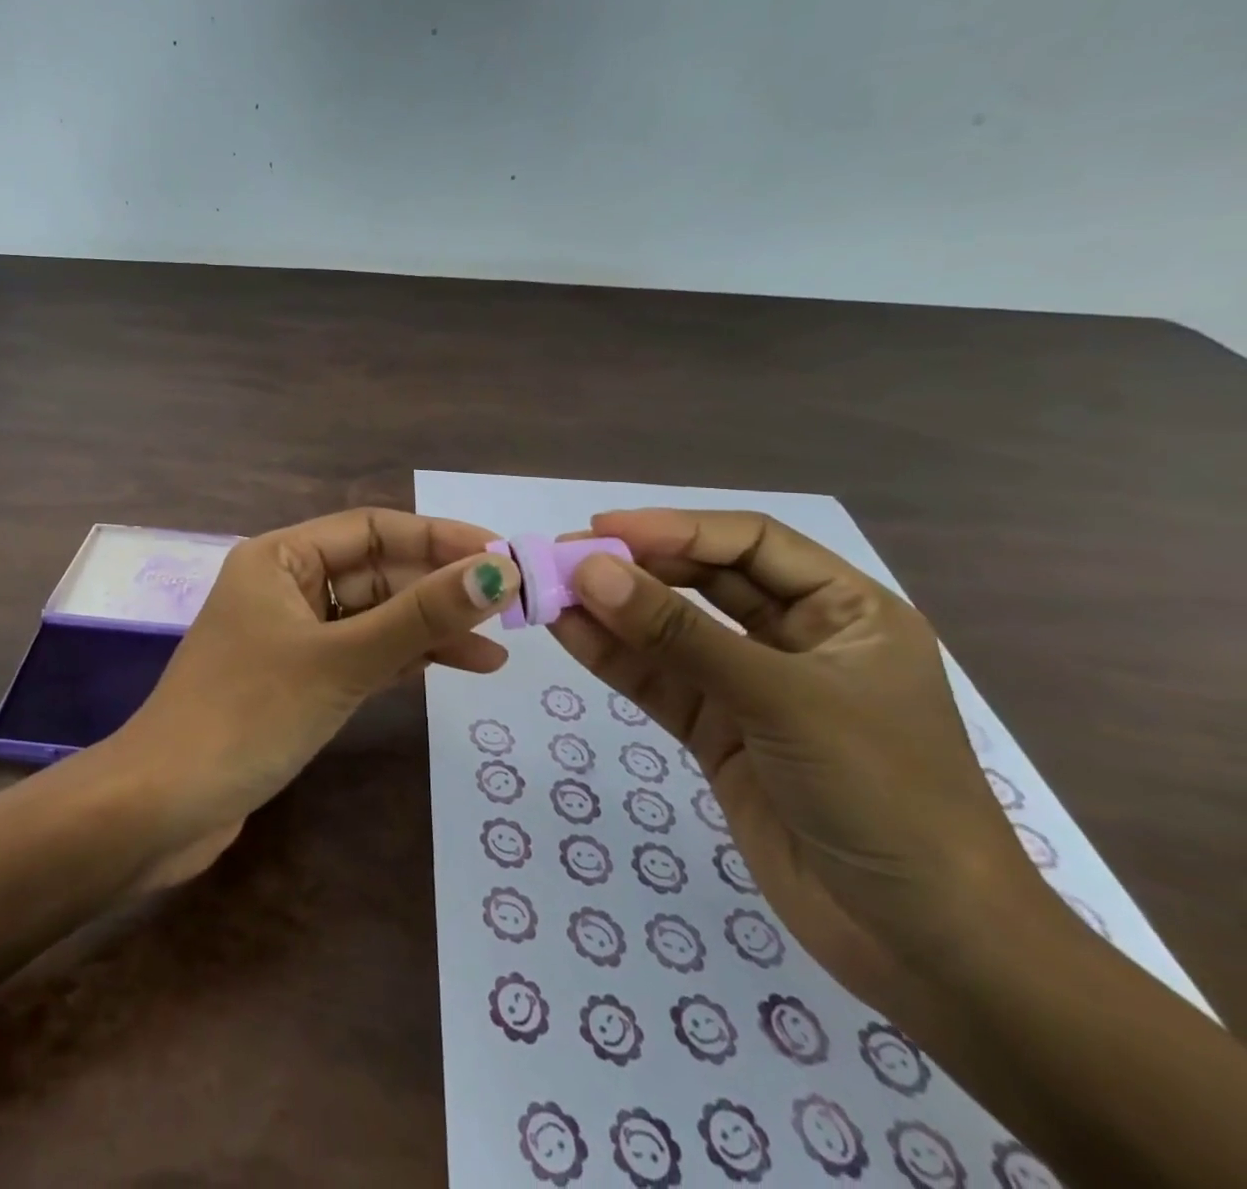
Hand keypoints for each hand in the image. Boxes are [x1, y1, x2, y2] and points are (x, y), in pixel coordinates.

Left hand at [103, 508, 521, 879]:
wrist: (163, 808)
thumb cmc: (247, 716)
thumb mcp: (341, 660)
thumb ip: (420, 617)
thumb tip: (499, 572)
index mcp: (279, 557)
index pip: (372, 528)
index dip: (438, 539)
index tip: (501, 556)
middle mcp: (284, 585)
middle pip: (375, 573)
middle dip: (438, 589)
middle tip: (509, 608)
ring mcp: (289, 634)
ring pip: (371, 617)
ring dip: (427, 629)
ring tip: (495, 653)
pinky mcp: (295, 679)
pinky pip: (359, 653)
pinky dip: (401, 660)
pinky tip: (449, 668)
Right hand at [548, 508, 1056, 1019]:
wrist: (925, 947)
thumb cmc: (884, 796)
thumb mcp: (781, 701)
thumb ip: (679, 635)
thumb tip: (588, 571)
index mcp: (844, 611)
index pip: (749, 544)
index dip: (675, 528)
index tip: (602, 531)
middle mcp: (797, 639)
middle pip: (705, 582)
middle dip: (637, 569)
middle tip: (565, 561)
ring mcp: (753, 689)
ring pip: (673, 633)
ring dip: (614, 612)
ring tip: (549, 593)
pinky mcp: (719, 734)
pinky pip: (660, 682)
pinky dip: (615, 658)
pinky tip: (568, 633)